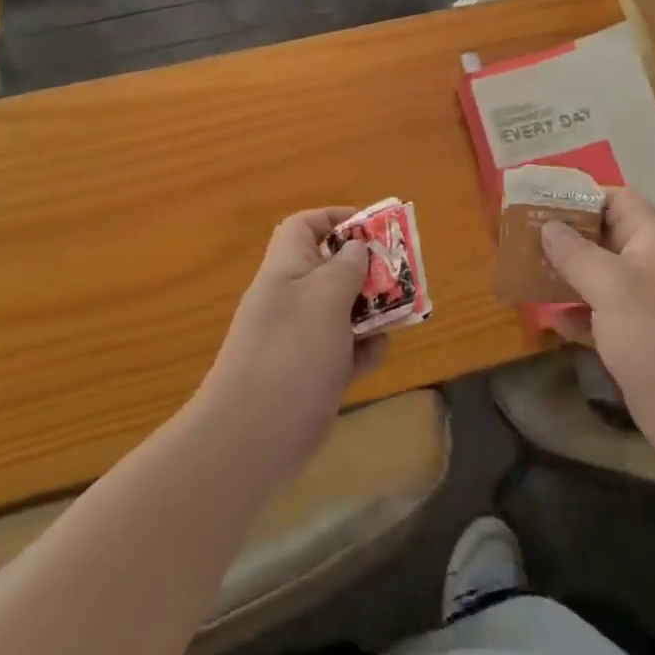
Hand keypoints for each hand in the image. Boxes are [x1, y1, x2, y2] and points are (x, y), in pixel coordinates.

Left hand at [195, 208, 384, 481]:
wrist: (252, 436)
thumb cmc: (291, 352)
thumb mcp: (324, 297)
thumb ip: (346, 267)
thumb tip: (356, 246)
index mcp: (286, 270)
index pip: (305, 226)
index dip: (336, 218)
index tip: (373, 229)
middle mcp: (292, 299)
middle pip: (332, 268)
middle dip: (367, 269)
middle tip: (399, 275)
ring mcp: (302, 338)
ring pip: (343, 310)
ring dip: (372, 309)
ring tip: (401, 312)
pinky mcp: (313, 373)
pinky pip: (345, 350)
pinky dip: (363, 349)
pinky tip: (377, 353)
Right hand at [540, 188, 654, 475]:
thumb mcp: (612, 286)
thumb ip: (576, 254)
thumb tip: (548, 225)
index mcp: (652, 241)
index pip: (616, 200)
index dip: (580, 196)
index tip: (538, 200)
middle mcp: (649, 267)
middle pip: (603, 237)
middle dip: (563, 236)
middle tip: (519, 237)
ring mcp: (644, 306)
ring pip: (597, 278)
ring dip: (564, 275)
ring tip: (523, 272)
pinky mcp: (636, 342)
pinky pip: (599, 317)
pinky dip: (575, 315)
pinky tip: (548, 320)